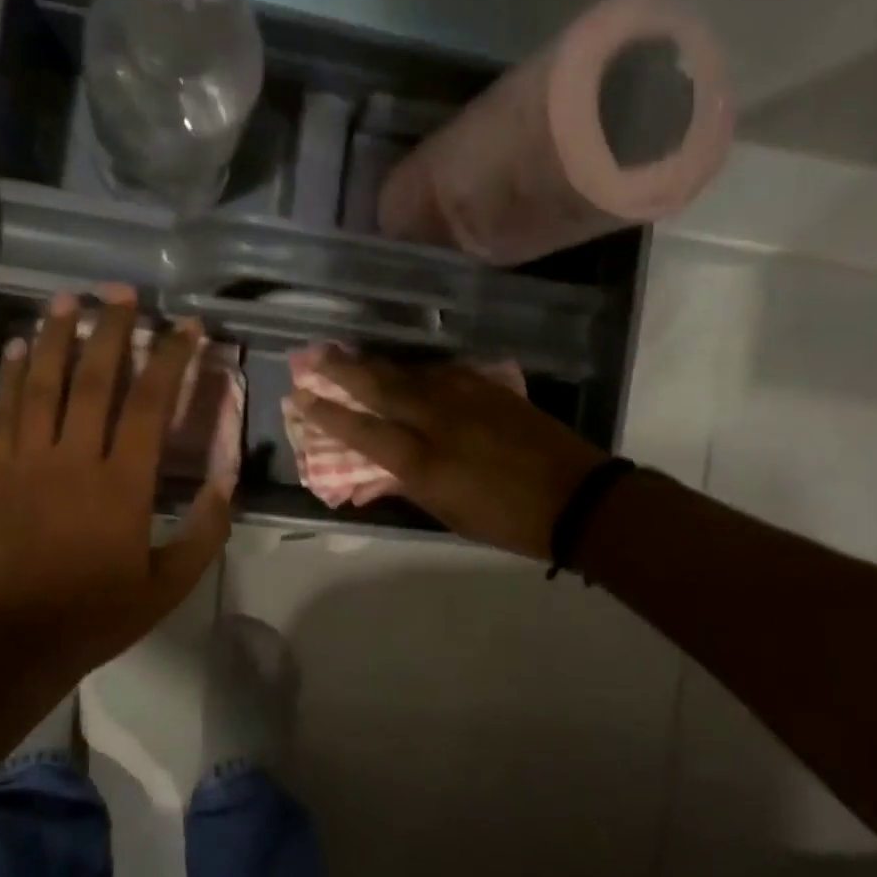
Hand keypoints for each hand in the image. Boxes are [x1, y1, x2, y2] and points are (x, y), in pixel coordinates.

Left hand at [0, 288, 233, 688]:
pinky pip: (2, 411)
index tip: (186, 327)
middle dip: (111, 329)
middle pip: (94, 379)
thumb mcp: (170, 584)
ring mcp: (27, 461)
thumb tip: (229, 482)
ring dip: (57, 337)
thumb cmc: (99, 612)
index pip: (149, 404)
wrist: (15, 640)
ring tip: (69, 299)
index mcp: (122, 484)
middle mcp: (74, 459)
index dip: (170, 359)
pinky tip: (18, 345)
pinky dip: (10, 374)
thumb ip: (205, 531)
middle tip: (123, 291)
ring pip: (43, 384)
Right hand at [292, 350, 606, 559]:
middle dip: (342, 369)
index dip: (327, 414)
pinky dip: (418, 370)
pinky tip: (409, 369)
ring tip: (351, 355)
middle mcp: (437, 420)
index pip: (362, 430)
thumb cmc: (507, 521)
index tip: (300, 397)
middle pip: (380, 386)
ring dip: (377, 364)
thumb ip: (408, 487)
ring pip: (411, 373)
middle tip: (313, 354)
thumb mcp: (448, 514)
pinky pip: (443, 372)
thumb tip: (374, 475)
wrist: (577, 498)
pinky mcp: (490, 388)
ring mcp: (466, 398)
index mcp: (423, 461)